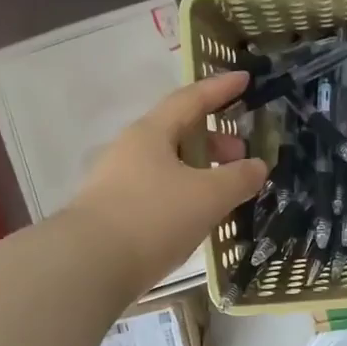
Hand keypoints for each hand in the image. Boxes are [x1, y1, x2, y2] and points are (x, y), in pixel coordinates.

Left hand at [63, 71, 267, 296]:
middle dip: (214, 140)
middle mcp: (131, 151)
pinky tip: (198, 216)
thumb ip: (238, 178)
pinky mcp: (115, 213)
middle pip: (178, 133)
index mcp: (151, 134)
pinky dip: (185, 194)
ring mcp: (118, 182)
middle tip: (241, 155)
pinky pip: (159, 191)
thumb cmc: (152, 218)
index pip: (190, 100)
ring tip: (225, 191)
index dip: (220, 89)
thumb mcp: (207, 196)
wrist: (88, 266)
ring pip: (169, 165)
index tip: (244, 78)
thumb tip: (258, 166)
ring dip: (200, 170)